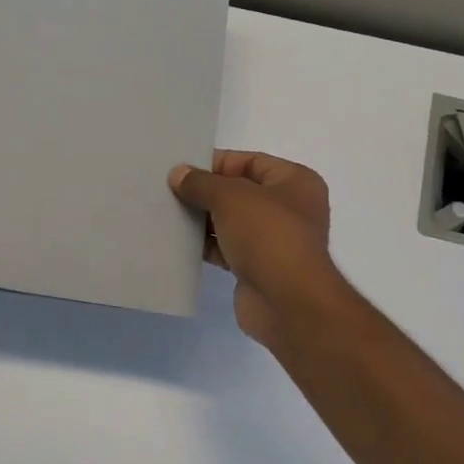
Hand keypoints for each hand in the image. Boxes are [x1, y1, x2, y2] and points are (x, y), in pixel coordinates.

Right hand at [169, 151, 344, 348]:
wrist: (287, 302)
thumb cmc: (267, 235)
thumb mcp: (230, 197)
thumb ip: (201, 182)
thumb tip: (178, 174)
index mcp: (295, 182)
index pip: (250, 161)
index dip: (217, 163)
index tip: (182, 169)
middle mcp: (289, 208)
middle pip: (240, 191)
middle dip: (206, 192)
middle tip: (169, 190)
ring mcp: (274, 240)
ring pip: (231, 221)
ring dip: (203, 219)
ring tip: (168, 214)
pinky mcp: (258, 268)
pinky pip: (227, 248)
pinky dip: (206, 245)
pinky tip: (178, 241)